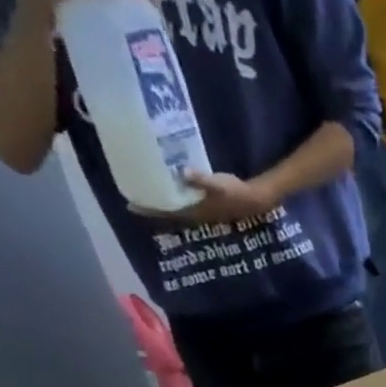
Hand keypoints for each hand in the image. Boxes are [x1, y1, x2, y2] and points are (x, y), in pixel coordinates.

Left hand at [130, 172, 278, 223]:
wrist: (254, 200)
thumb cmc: (236, 193)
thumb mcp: (220, 184)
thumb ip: (202, 179)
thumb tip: (184, 172)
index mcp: (195, 210)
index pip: (168, 211)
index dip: (150, 209)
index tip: (131, 205)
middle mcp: (195, 214)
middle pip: (168, 212)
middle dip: (152, 207)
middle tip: (132, 200)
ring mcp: (201, 211)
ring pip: (175, 209)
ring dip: (161, 205)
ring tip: (146, 196)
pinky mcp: (205, 206)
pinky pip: (183, 204)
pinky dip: (172, 199)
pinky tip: (167, 192)